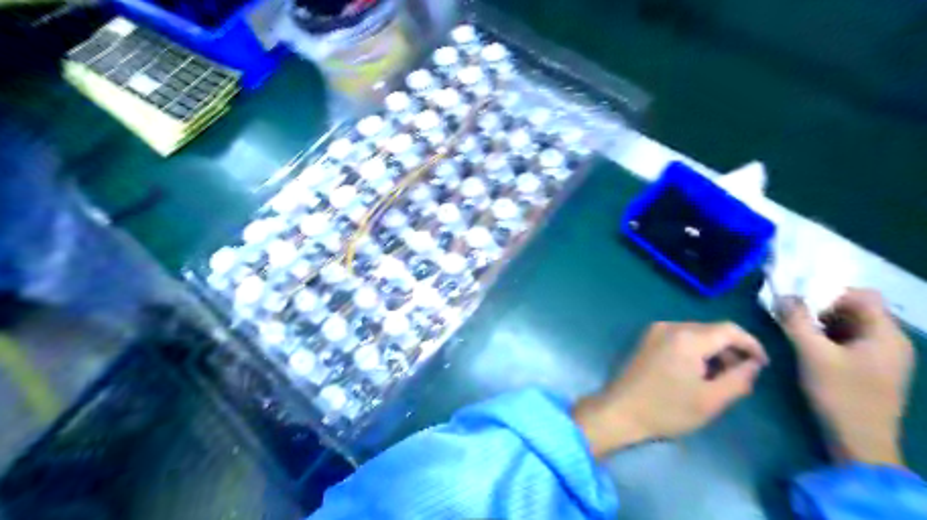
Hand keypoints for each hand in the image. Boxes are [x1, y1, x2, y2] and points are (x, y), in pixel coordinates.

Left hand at [573, 323, 768, 456]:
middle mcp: (670, 326)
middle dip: (730, 350)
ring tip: (718, 379)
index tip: (762, 365)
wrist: (619, 411)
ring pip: (696, 334)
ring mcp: (654, 331)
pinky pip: (679, 338)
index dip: (751, 344)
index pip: (729, 329)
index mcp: (687, 337)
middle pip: (712, 330)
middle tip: (740, 377)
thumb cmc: (666, 409)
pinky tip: (695, 373)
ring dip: (712, 351)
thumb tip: (753, 364)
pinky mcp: (646, 340)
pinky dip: (694, 351)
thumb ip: (739, 379)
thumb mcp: (710, 400)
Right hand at [778, 288, 913, 466]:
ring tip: (801, 335)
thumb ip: (796, 321)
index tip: (803, 304)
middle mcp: (893, 341)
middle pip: (859, 310)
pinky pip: (855, 342)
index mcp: (886, 334)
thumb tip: (783, 295)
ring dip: (826, 325)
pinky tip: (814, 351)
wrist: (860, 441)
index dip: (831, 294)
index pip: (864, 296)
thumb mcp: (812, 353)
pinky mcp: (878, 370)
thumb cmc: (839, 393)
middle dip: (825, 310)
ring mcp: (888, 357)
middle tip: (797, 319)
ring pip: (855, 326)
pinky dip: (833, 339)